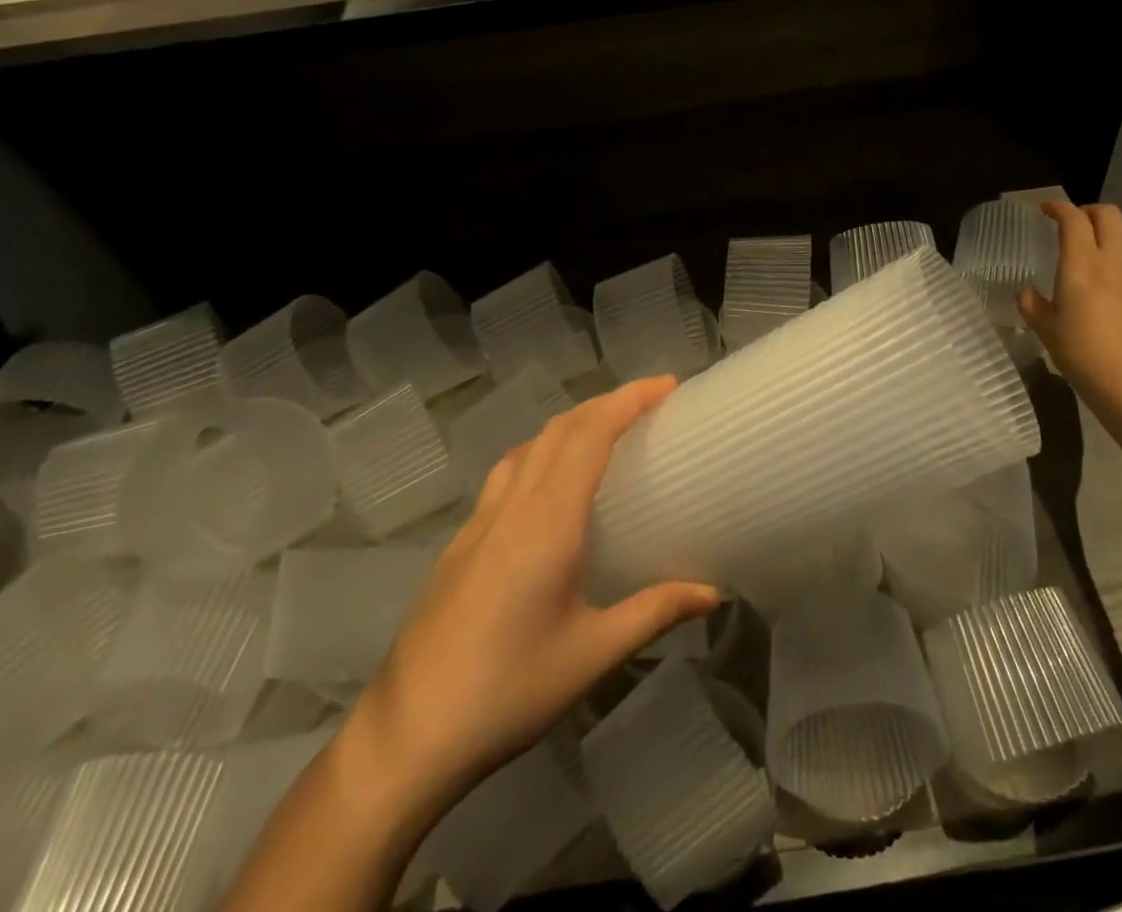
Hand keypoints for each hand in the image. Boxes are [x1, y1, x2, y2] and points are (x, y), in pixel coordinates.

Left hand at [360, 378, 718, 811]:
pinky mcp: (461, 542)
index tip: (667, 385)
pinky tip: (551, 483)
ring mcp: (480, 521)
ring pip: (530, 446)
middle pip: (560, 429)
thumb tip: (715, 592)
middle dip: (607, 403)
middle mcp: (513, 507)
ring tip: (606, 430)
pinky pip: (508, 472)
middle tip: (650, 401)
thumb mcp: (592, 655)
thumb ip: (655, 612)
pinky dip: (541, 451)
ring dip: (572, 423)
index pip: (590, 436)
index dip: (629, 401)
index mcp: (547, 523)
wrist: (405, 737)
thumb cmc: (507, 692)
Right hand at [1019, 202, 1121, 420]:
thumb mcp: (1046, 332)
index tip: (1045, 210)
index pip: (1073, 219)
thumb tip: (1027, 294)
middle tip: (1076, 225)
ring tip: (1103, 251)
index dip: (1058, 208)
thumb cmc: (1084, 357)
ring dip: (1116, 234)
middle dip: (1090, 213)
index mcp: (1083, 265)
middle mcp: (1118, 262)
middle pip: (1110, 216)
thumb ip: (1033, 306)